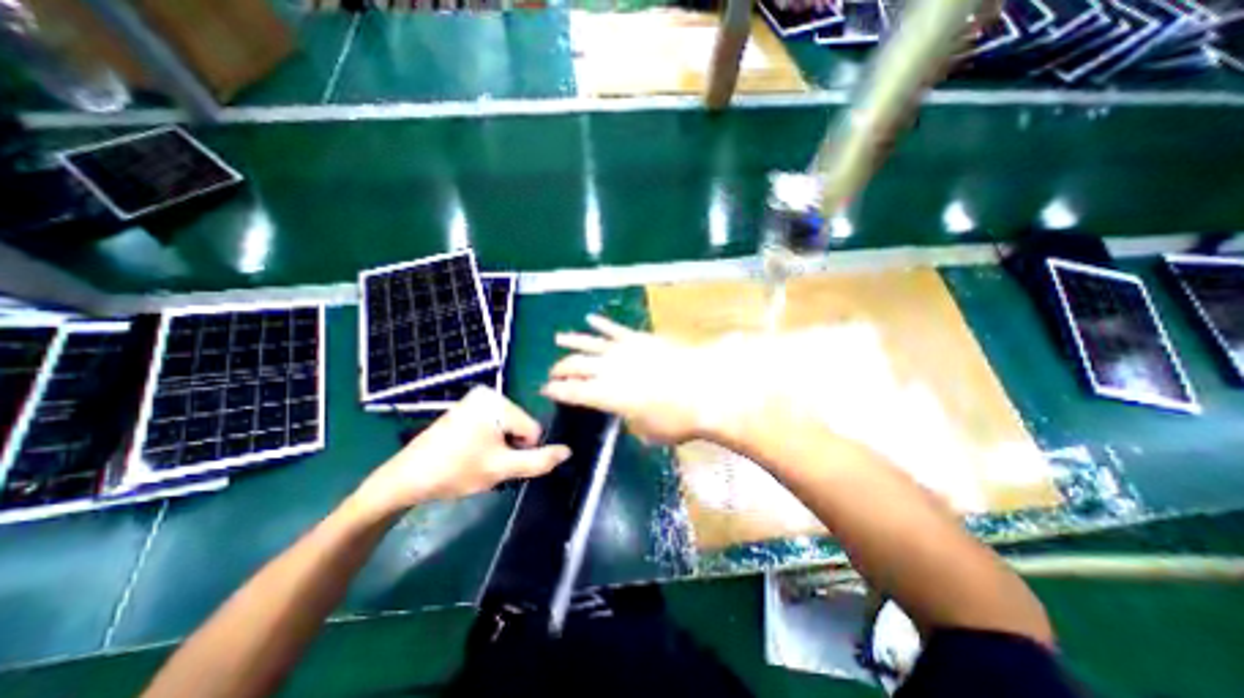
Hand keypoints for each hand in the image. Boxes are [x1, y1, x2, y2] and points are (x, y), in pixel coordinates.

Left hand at [353, 390, 569, 513]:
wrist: (405, 479)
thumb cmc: (456, 471)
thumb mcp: (502, 469)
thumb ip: (539, 460)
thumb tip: (568, 452)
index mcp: (498, 402)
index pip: (533, 429)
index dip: (521, 452)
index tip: (498, 464)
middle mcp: (489, 393)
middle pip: (520, 426)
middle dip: (509, 448)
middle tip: (485, 464)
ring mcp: (475, 399)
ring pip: (507, 428)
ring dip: (499, 447)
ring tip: (475, 460)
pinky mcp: (465, 408)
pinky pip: (492, 424)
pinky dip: (488, 441)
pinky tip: (468, 453)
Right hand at [542, 313, 779, 443]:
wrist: (706, 390)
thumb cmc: (677, 419)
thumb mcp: (648, 431)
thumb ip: (631, 421)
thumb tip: (627, 414)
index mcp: (607, 395)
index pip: (573, 392)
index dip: (557, 391)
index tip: (546, 390)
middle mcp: (609, 370)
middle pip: (576, 366)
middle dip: (561, 369)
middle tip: (554, 372)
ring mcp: (624, 350)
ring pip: (590, 343)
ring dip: (572, 342)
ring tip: (559, 340)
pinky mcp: (640, 338)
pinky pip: (615, 329)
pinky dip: (601, 324)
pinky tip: (590, 319)